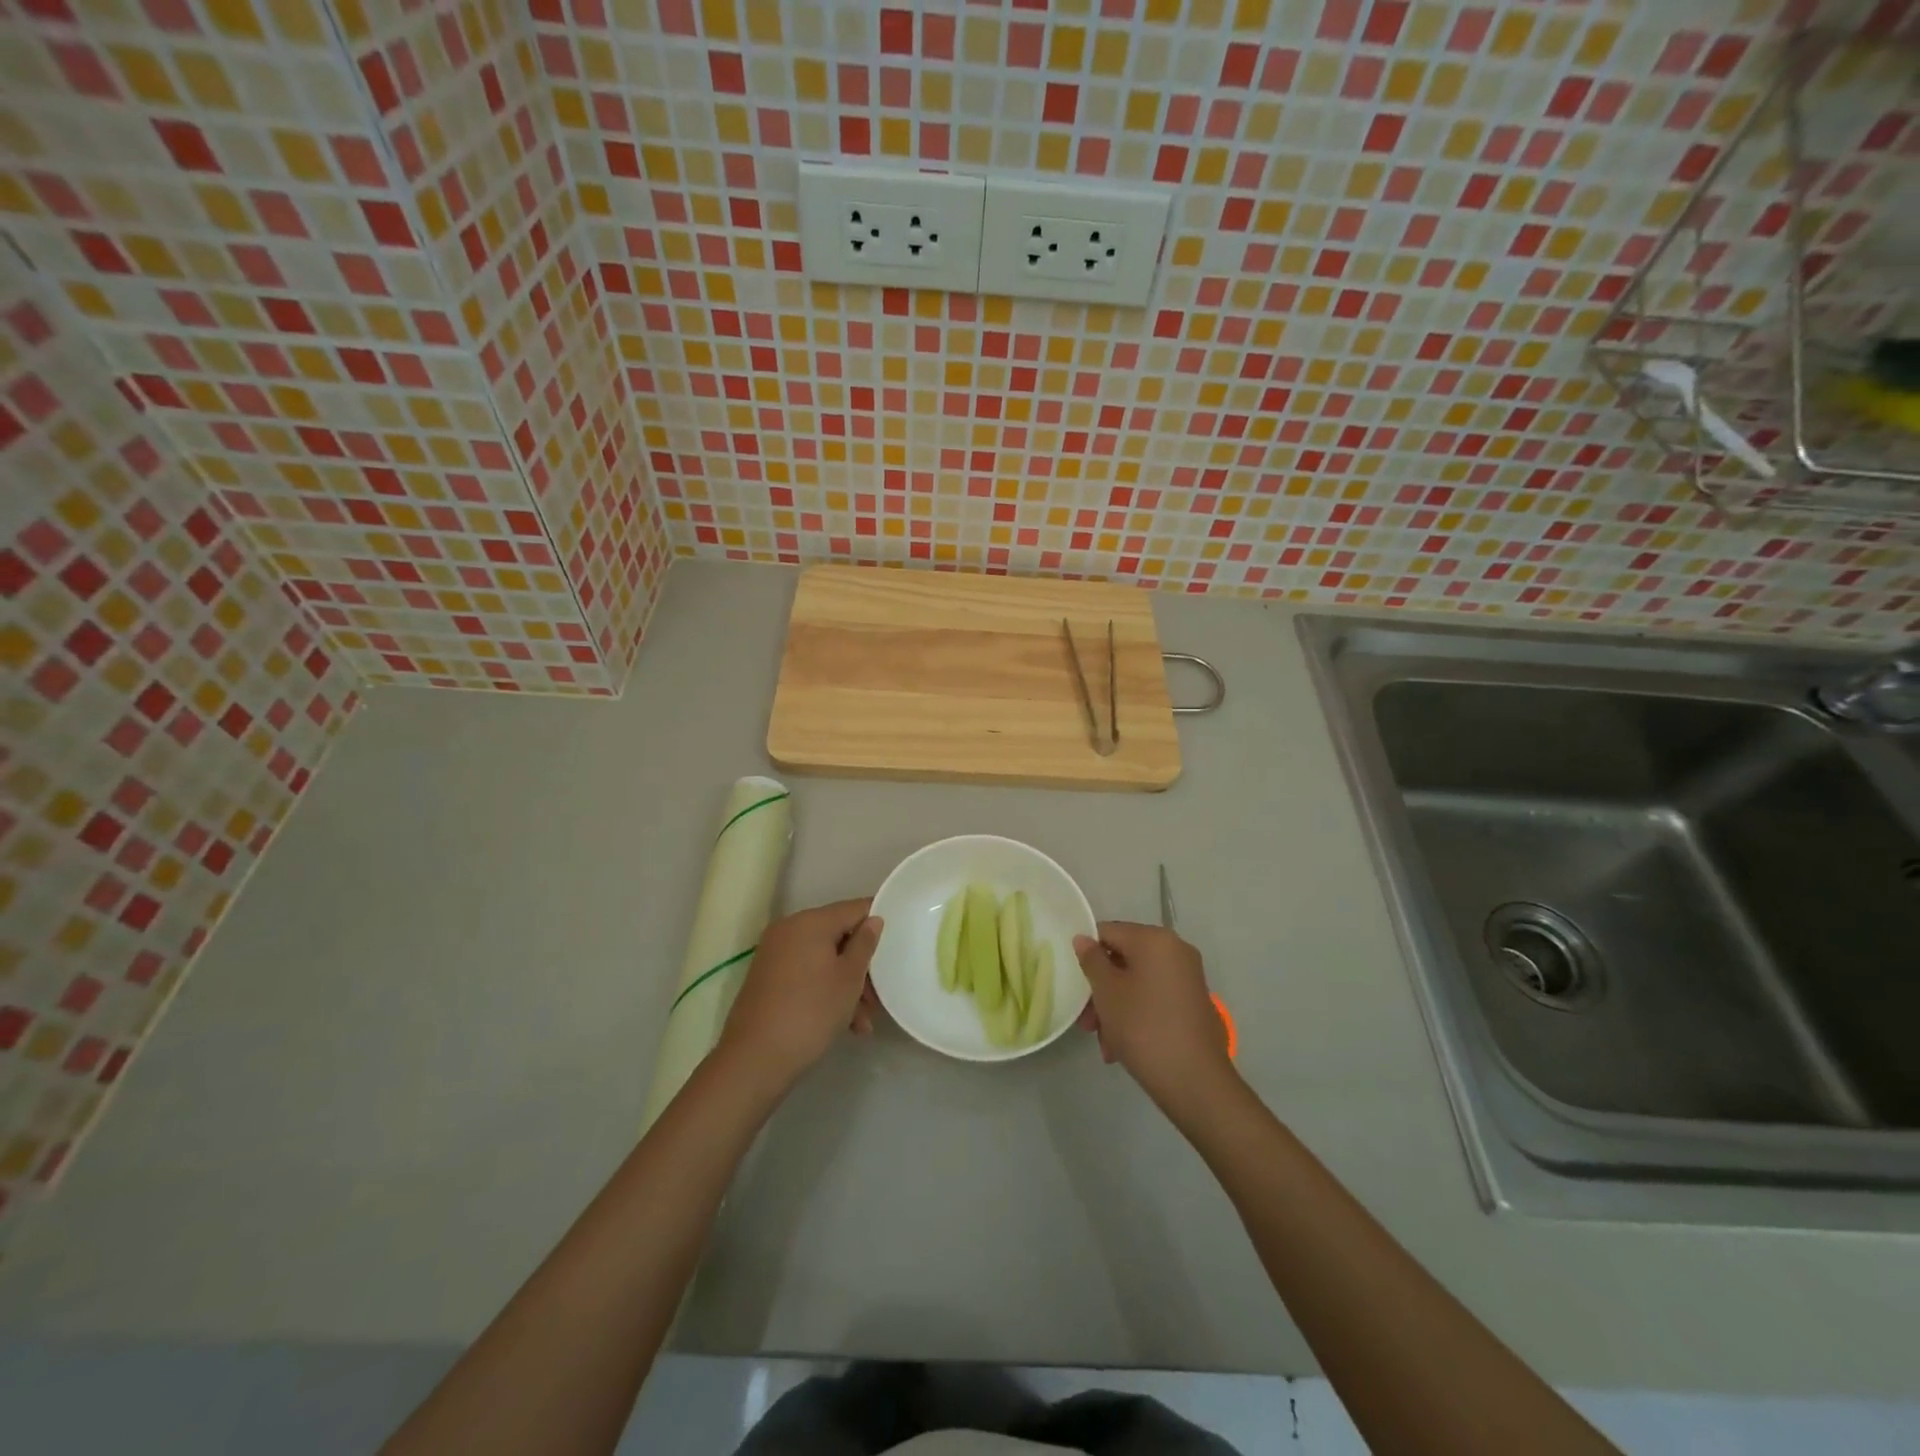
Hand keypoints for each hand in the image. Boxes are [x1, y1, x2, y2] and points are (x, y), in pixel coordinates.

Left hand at [718, 898, 883, 1093]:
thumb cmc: (811, 1012)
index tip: (896, 944)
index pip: (854, 909)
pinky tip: (844, 1024)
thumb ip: (864, 944)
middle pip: (838, 936)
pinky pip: (805, 973)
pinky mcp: (767, 977)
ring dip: (846, 985)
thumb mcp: (849, 978)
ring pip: (823, 959)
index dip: (877, 922)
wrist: (754, 1059)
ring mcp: (774, 953)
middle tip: (878, 997)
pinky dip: (824, 990)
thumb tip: (873, 919)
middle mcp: (789, 929)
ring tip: (862, 1022)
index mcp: (810, 921)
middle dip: (861, 965)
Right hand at [1073, 922, 1233, 1110]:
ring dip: (1115, 1008)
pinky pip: (1154, 998)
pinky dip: (1136, 1015)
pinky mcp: (1192, 1003)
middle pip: (1123, 960)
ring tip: (1104, 1044)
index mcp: (1155, 939)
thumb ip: (1091, 960)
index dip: (1087, 955)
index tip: (1076, 984)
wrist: (1195, 1081)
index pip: (1108, 932)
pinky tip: (1121, 1048)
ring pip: (1137, 983)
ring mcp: (1187, 977)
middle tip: (1087, 1023)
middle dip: (1101, 990)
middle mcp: (1175, 950)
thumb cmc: (1143, 1027)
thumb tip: (1083, 938)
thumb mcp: (1107, 992)